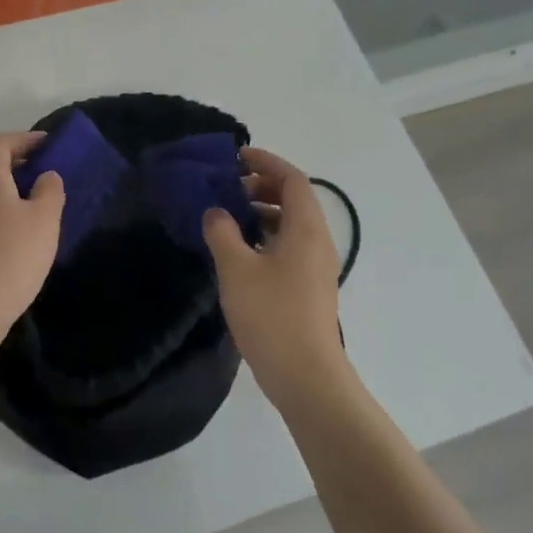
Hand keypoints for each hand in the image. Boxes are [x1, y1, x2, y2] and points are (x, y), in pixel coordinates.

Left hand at [0, 132, 65, 349]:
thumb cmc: (12, 255)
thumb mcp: (44, 219)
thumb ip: (50, 190)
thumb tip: (45, 176)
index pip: (0, 143)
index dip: (24, 138)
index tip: (48, 144)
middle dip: (13, 162)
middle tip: (41, 172)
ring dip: (5, 188)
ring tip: (34, 203)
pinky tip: (18, 232)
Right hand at [203, 146, 349, 410]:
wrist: (305, 375)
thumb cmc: (271, 314)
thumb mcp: (236, 268)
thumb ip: (222, 232)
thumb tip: (216, 212)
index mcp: (305, 229)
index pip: (292, 179)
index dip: (266, 162)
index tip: (236, 157)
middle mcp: (317, 241)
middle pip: (295, 199)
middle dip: (262, 186)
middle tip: (228, 188)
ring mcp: (316, 267)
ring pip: (291, 224)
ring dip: (262, 212)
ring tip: (228, 218)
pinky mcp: (308, 287)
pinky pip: (289, 246)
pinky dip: (266, 236)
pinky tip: (239, 252)